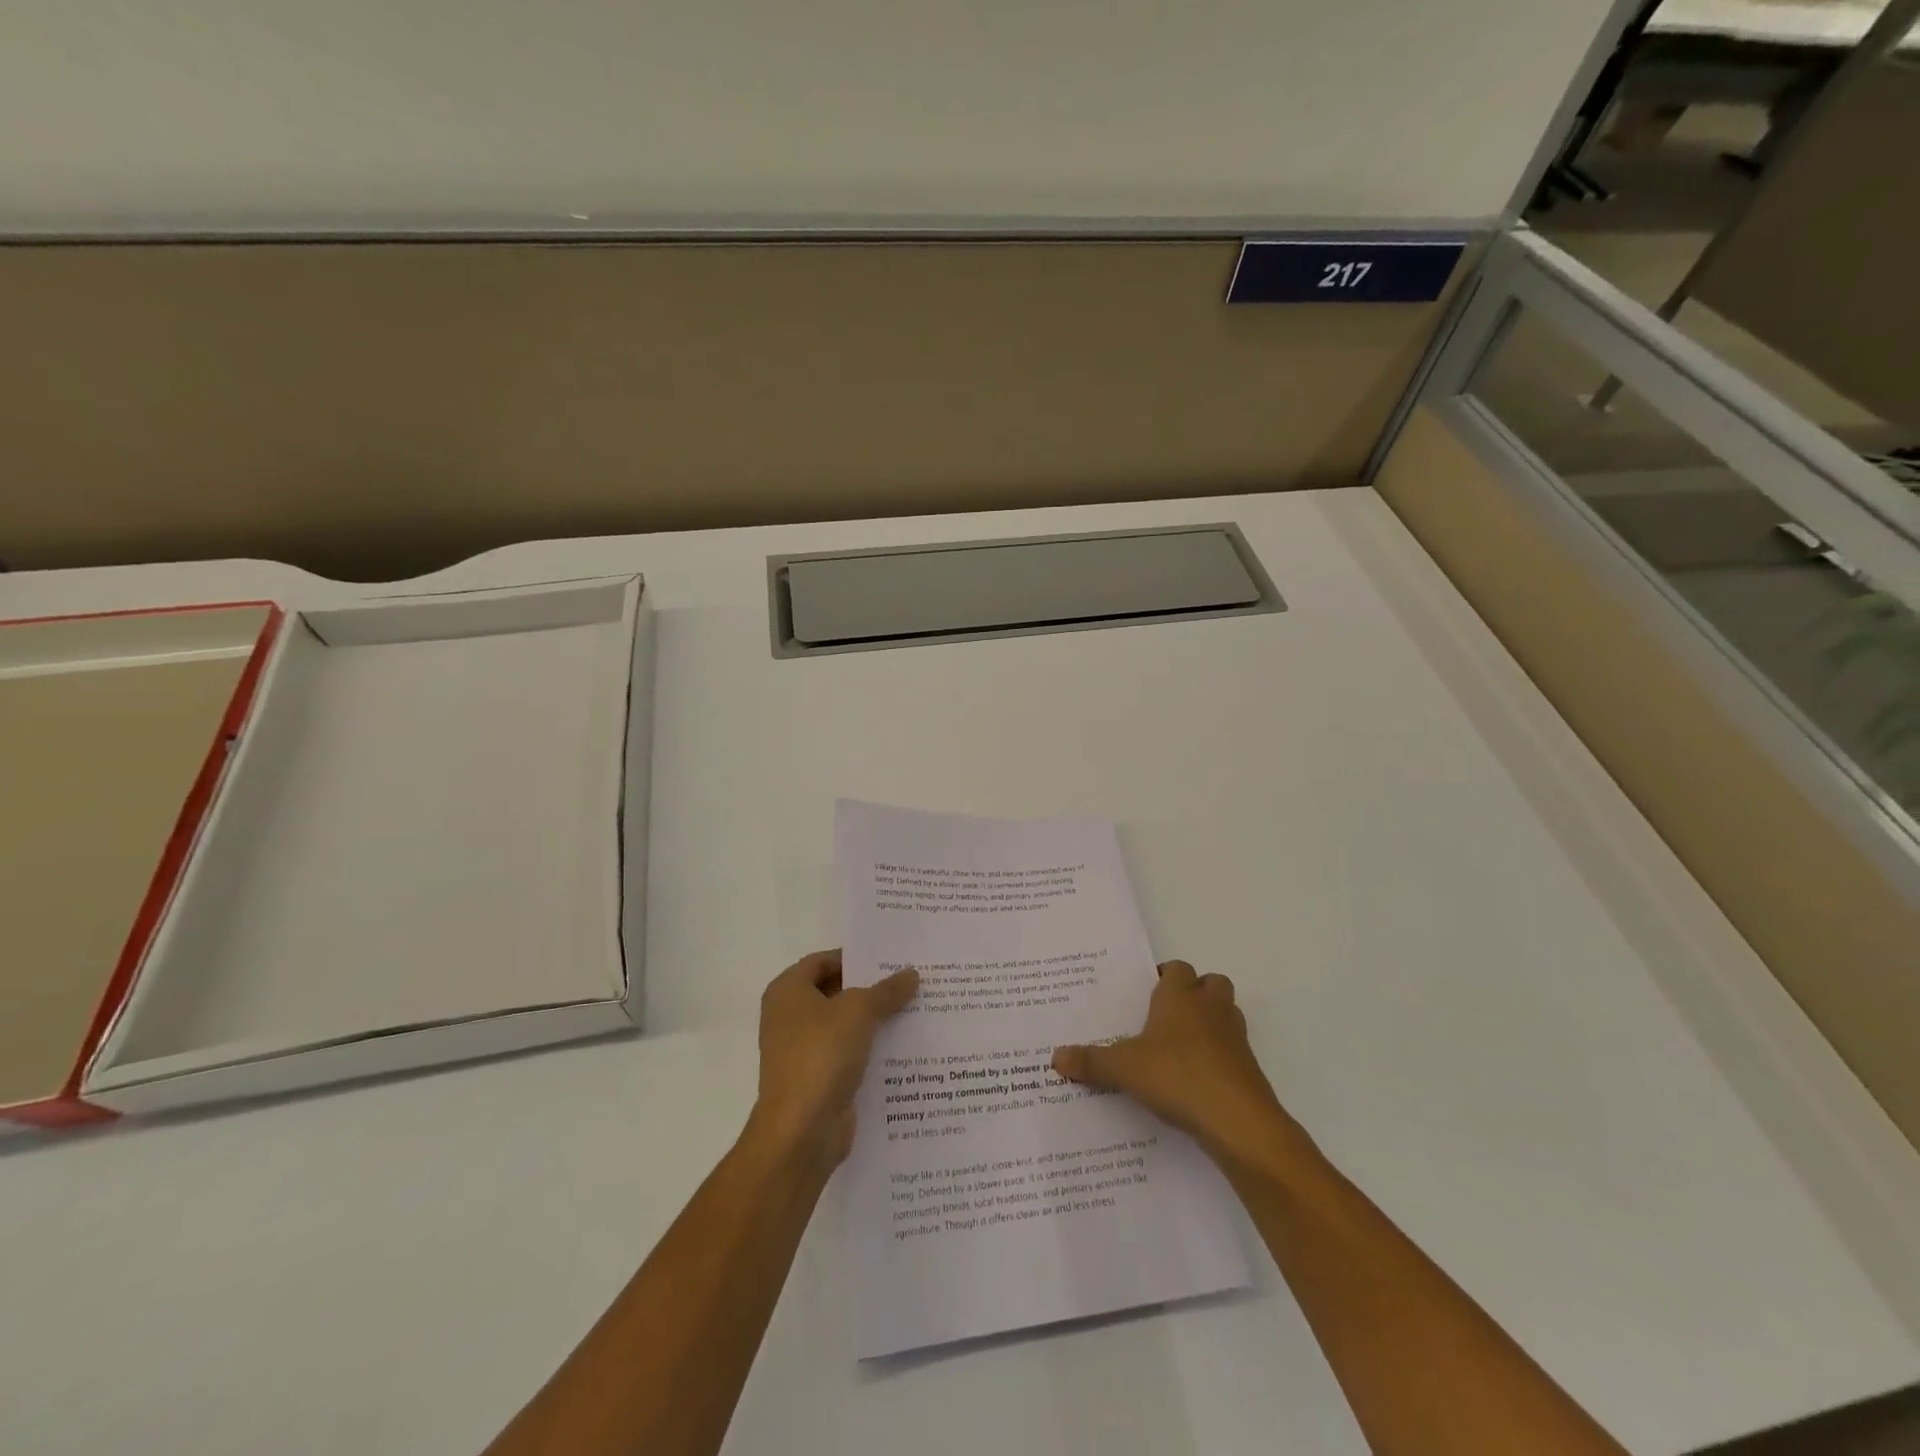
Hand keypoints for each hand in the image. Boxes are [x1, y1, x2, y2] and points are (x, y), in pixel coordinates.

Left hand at [750, 949, 918, 1168]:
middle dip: (870, 988)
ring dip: (874, 1019)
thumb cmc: (822, 1054)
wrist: (801, 1131)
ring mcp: (802, 1050)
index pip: (824, 960)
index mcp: (788, 991)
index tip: (891, 959)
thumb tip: (911, 974)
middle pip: (835, 991)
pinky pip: (848, 1053)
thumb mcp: (860, 1011)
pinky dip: (871, 1048)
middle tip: (909, 981)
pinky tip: (904, 1046)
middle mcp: (789, 1017)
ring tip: (915, 1009)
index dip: (856, 958)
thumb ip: (886, 990)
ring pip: (844, 1025)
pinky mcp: (818, 1078)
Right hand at [1053, 960, 1298, 1169]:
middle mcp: (1211, 1008)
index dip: (1163, 976)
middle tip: (1166, 1015)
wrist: (1238, 1121)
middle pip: (1210, 983)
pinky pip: (1232, 1050)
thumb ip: (1091, 1062)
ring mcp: (1235, 1037)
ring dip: (1209, 1023)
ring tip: (1180, 1046)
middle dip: (1194, 993)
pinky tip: (1195, 1080)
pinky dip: (1218, 1057)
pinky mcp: (1249, 1068)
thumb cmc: (1177, 1076)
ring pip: (1226, 1014)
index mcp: (1180, 996)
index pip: (1176, 968)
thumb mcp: (1124, 1069)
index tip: (1145, 992)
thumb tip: (1055, 1057)